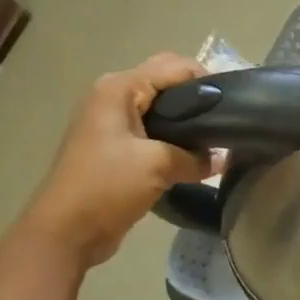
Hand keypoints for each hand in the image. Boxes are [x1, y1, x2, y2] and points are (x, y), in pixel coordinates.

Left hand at [19, 53, 211, 265]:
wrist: (65, 233)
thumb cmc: (107, 187)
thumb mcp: (159, 166)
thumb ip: (196, 157)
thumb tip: (222, 158)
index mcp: (119, 88)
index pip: (174, 67)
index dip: (207, 80)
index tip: (234, 104)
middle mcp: (113, 96)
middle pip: (166, 81)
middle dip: (196, 95)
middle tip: (226, 118)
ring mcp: (112, 122)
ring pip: (160, 106)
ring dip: (186, 118)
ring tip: (215, 136)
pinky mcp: (114, 146)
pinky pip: (152, 129)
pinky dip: (173, 136)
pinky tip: (194, 154)